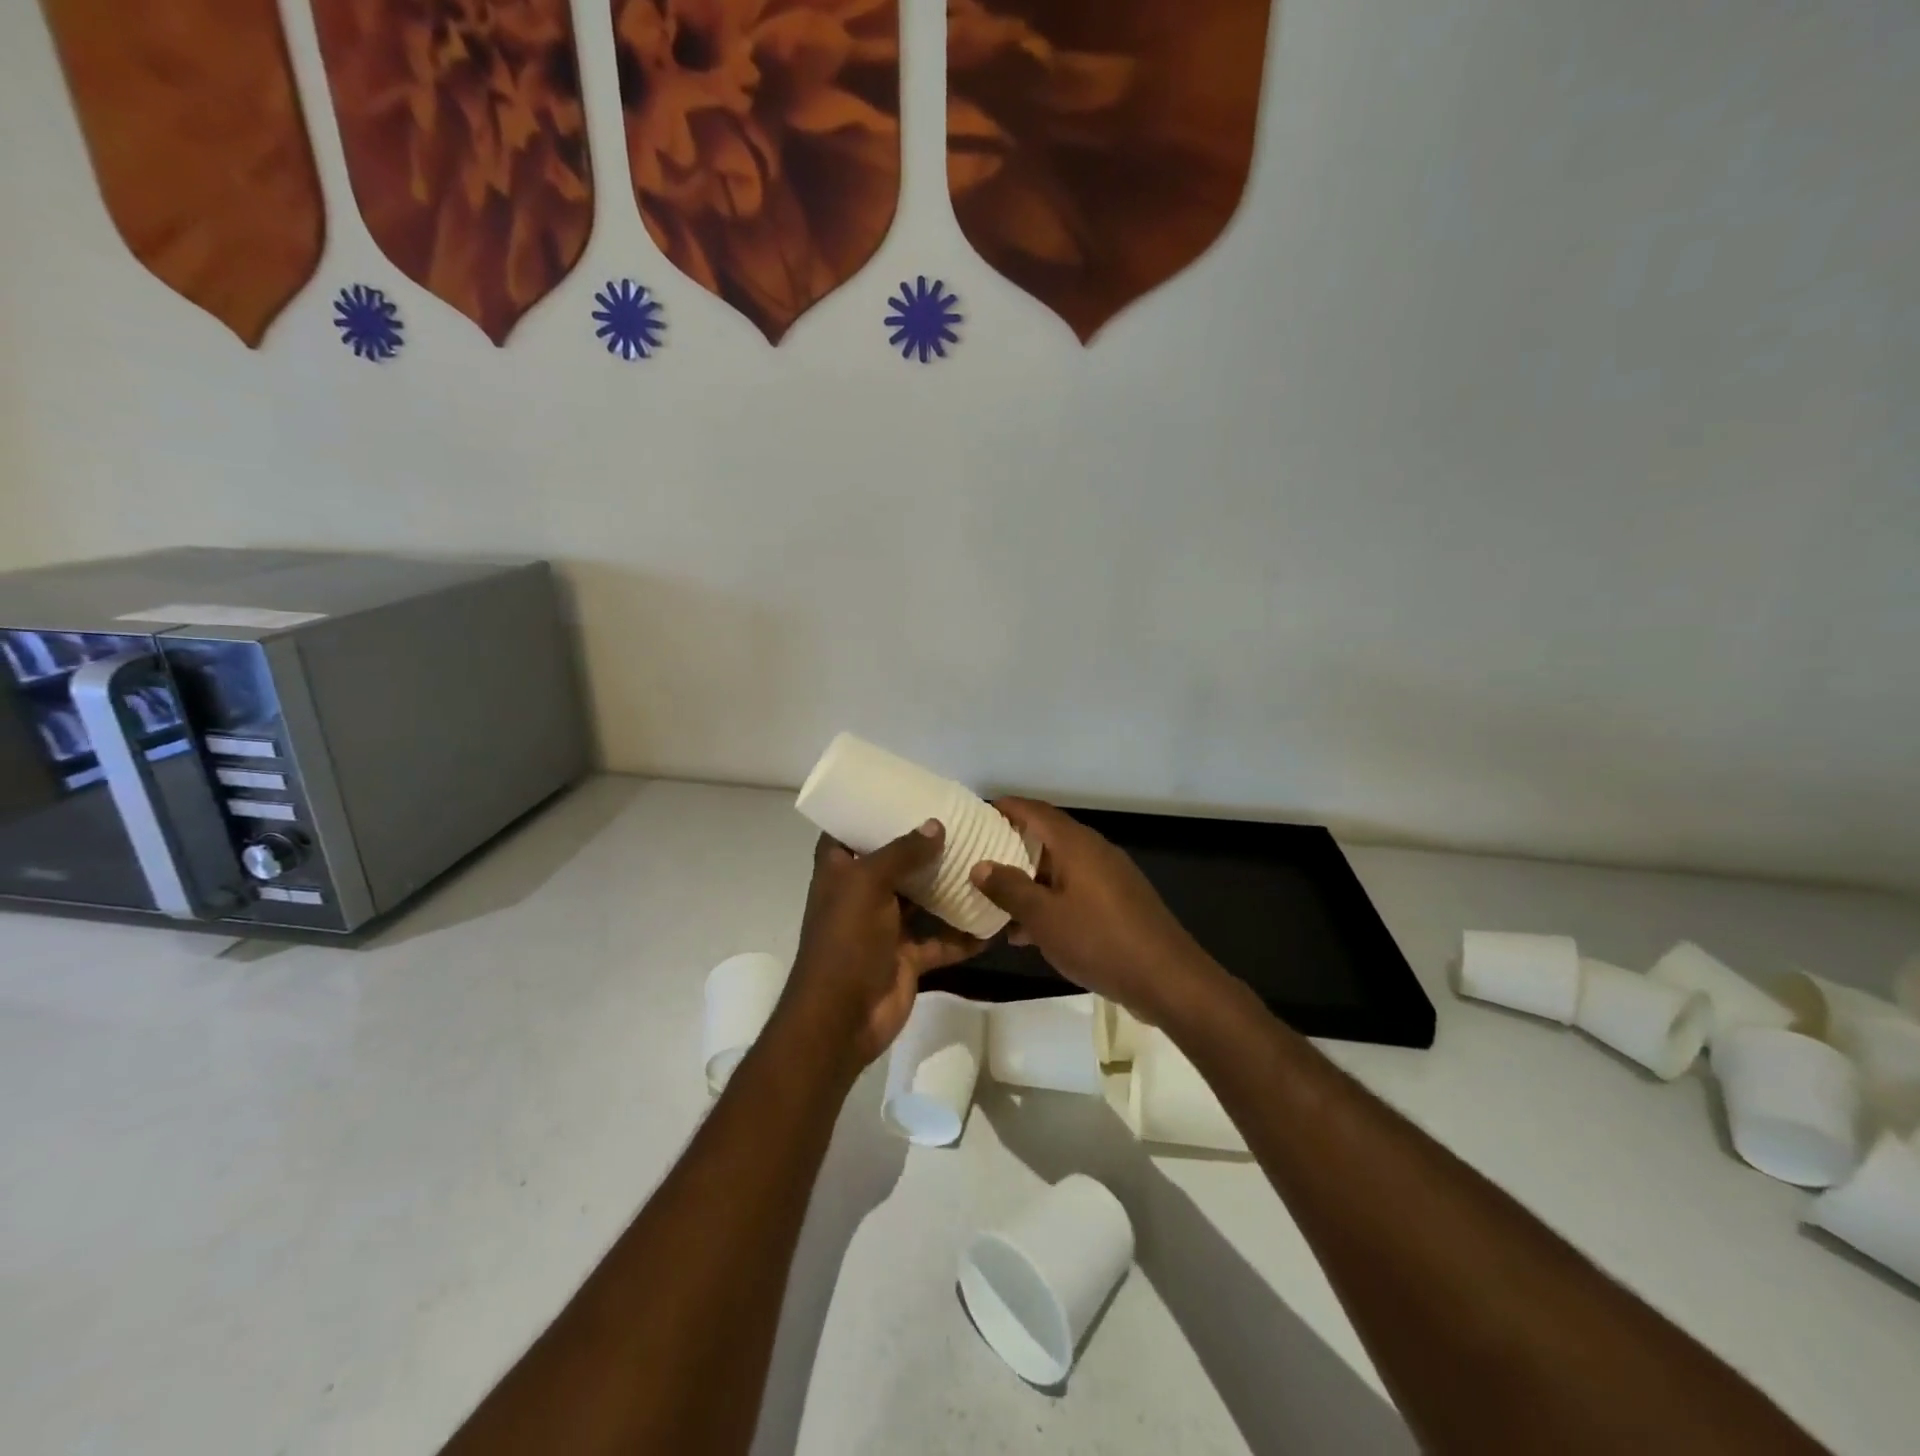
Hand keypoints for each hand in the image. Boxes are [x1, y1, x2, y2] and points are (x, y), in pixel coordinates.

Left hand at [784, 822, 982, 1071]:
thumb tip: (936, 825)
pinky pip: (941, 940)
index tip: (900, 794)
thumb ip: (902, 853)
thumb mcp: (868, 884)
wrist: (842, 1018)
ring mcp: (885, 928)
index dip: (866, 814)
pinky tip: (993, 919)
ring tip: (982, 861)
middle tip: (958, 823)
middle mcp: (860, 895)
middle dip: (921, 847)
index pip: (846, 833)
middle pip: (892, 863)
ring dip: (947, 887)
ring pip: (921, 900)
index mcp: (839, 872)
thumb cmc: (846, 941)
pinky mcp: (907, 957)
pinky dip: (964, 934)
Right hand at [969, 799, 1219, 1026]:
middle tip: (979, 859)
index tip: (976, 816)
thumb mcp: (1043, 917)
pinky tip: (1029, 933)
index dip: (1005, 808)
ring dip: (1029, 881)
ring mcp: (1110, 876)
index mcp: (1075, 844)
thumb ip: (1009, 888)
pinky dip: (1050, 901)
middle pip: (1047, 837)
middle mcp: (1094, 851)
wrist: (1167, 978)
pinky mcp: (1119, 902)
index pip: (1034, 810)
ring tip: (996, 902)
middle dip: (1012, 847)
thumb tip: (980, 865)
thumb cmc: (1098, 940)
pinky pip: (1075, 890)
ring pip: (1059, 868)